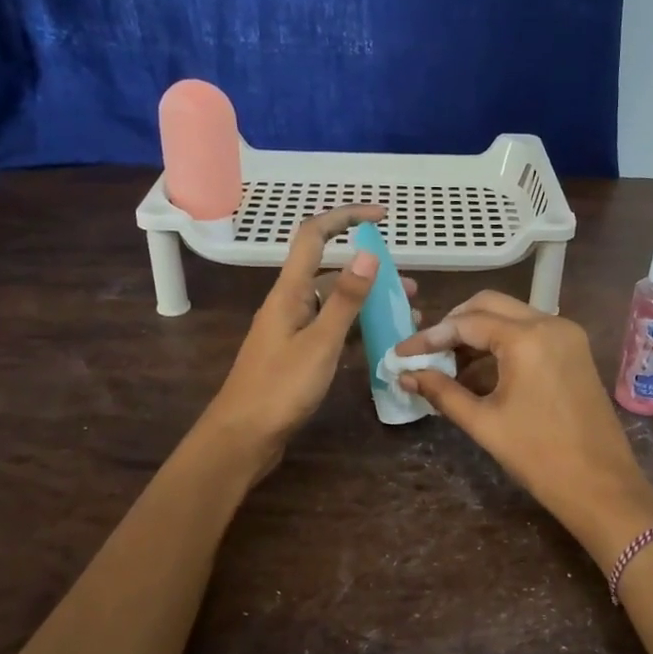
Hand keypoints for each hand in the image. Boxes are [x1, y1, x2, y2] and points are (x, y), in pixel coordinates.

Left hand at [201, 205, 409, 477]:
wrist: (243, 438)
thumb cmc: (280, 389)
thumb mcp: (320, 343)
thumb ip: (346, 300)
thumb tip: (368, 253)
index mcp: (289, 292)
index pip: (314, 236)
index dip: (346, 217)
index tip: (382, 215)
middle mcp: (289, 304)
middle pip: (331, 273)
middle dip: (371, 274)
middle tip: (410, 290)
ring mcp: (292, 330)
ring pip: (334, 305)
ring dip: (368, 304)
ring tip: (407, 318)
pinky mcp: (296, 355)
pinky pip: (331, 330)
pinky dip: (356, 329)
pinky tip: (381, 342)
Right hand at [394, 291, 652, 567]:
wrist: (601, 486)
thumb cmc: (539, 456)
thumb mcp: (484, 423)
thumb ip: (442, 392)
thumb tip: (406, 376)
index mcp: (527, 338)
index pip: (467, 322)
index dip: (429, 337)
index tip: (401, 354)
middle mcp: (550, 323)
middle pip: (490, 305)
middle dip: (454, 324)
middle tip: (426, 351)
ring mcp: (567, 336)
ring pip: (511, 317)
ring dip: (478, 333)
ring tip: (447, 365)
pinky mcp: (575, 351)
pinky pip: (530, 334)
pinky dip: (502, 345)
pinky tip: (479, 372)